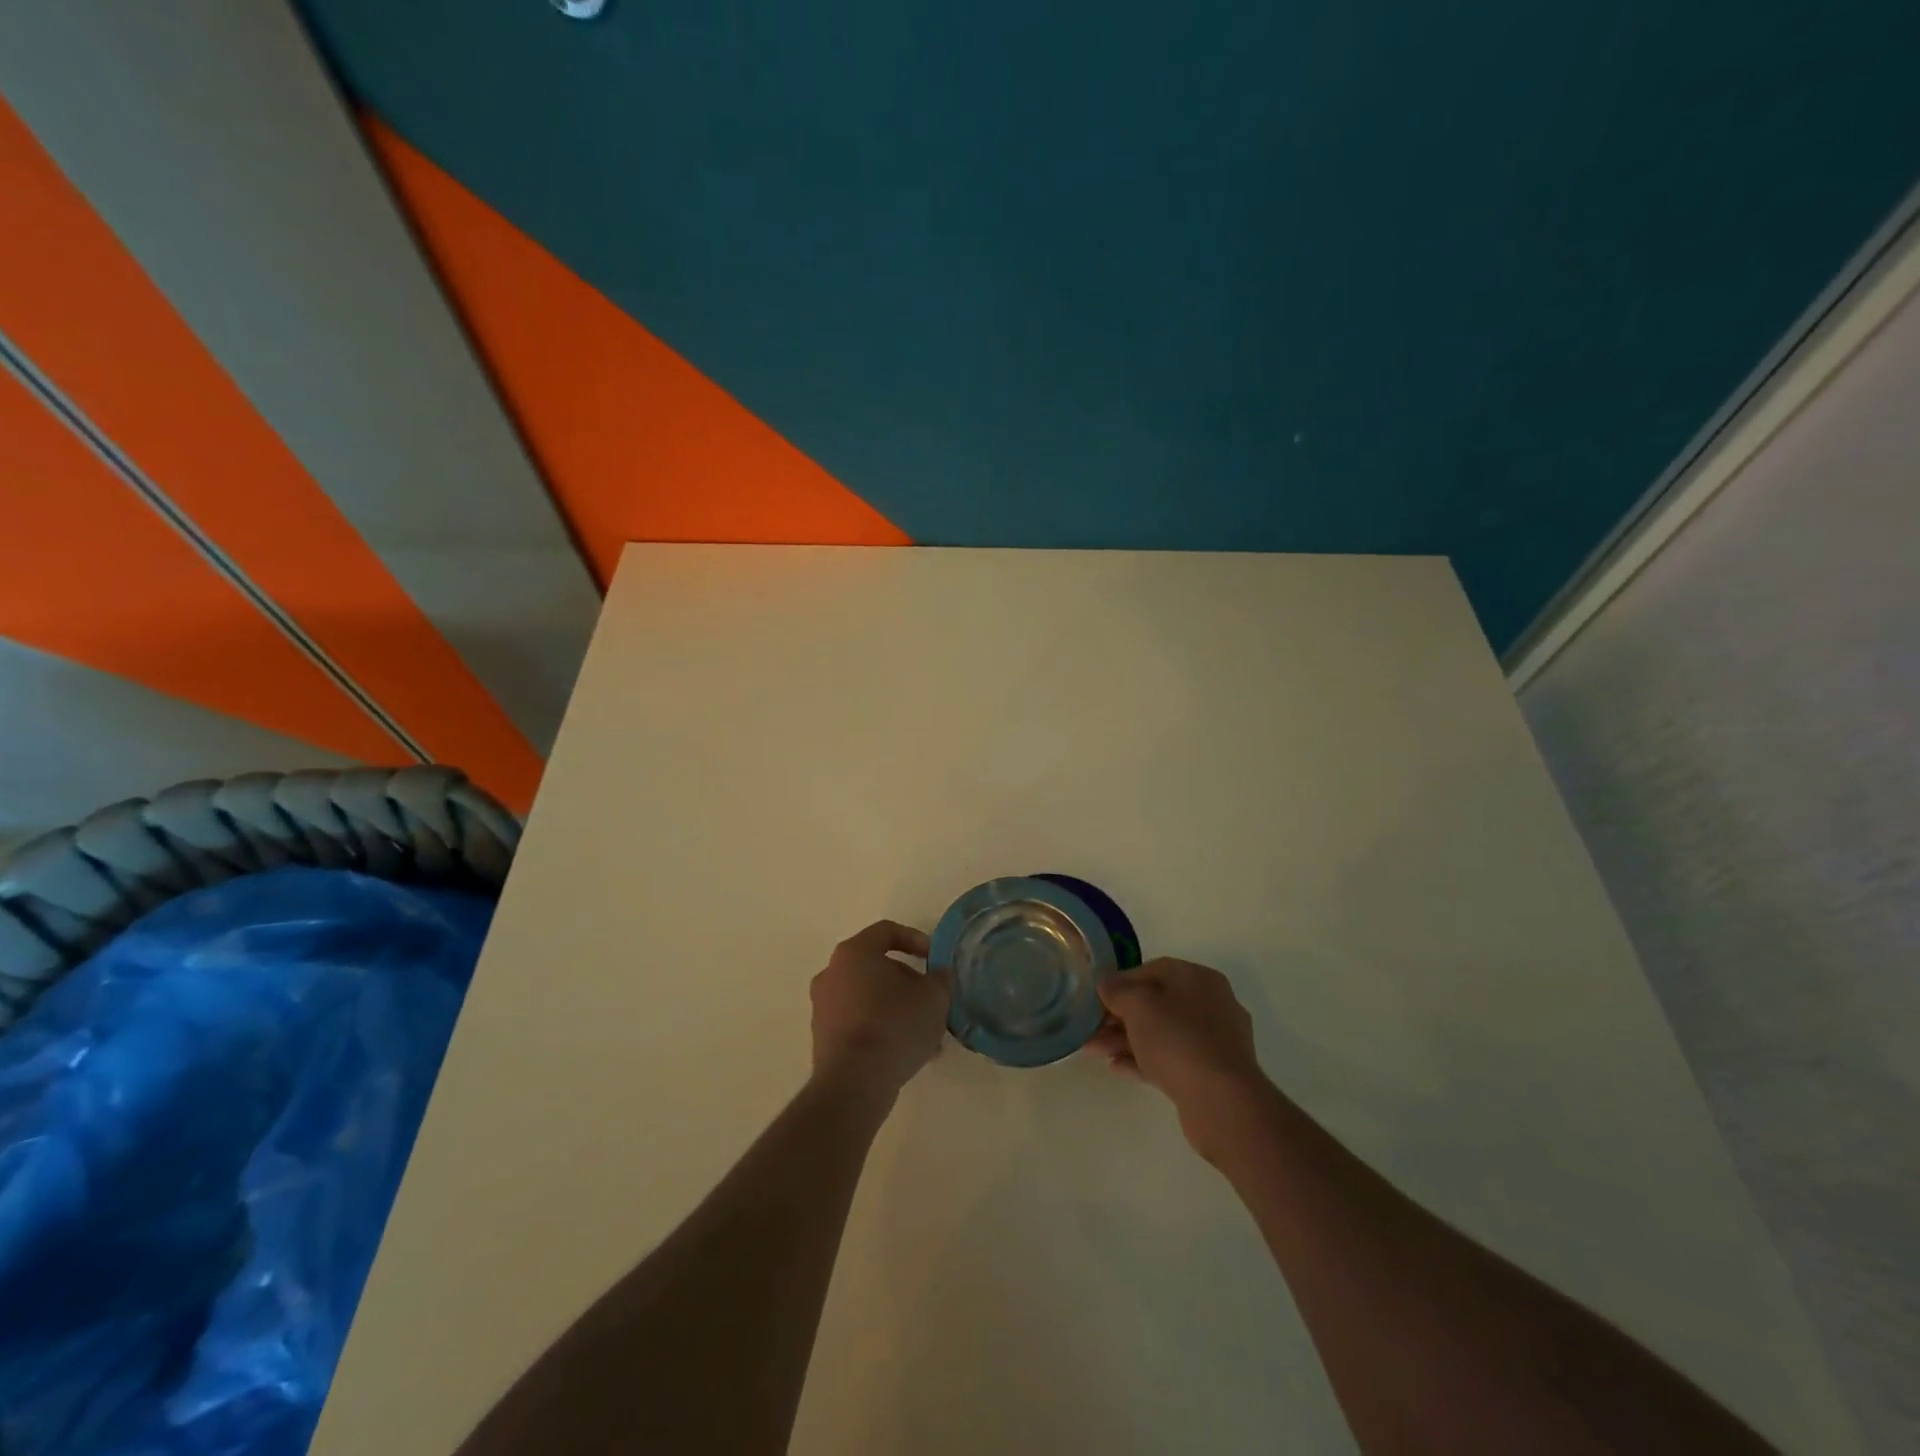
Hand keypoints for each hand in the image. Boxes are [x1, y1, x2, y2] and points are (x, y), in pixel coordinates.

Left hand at [809, 921, 951, 1105]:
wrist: (854, 1083)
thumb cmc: (894, 1026)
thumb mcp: (934, 998)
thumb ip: (941, 979)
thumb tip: (939, 975)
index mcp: (854, 953)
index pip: (886, 931)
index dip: (915, 939)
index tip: (934, 958)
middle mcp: (832, 973)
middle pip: (877, 966)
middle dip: (908, 982)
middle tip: (932, 1000)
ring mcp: (824, 1006)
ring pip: (869, 998)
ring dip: (897, 1009)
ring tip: (927, 1034)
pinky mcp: (823, 1037)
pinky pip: (859, 1022)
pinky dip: (881, 1029)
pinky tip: (907, 1053)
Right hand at [1087, 958, 1271, 1158]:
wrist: (1222, 1102)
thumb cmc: (1178, 1040)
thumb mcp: (1138, 1005)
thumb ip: (1118, 990)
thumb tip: (1107, 985)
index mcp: (1199, 979)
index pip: (1154, 969)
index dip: (1121, 981)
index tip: (1097, 997)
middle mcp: (1211, 1005)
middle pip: (1157, 1003)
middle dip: (1119, 1015)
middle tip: (1090, 1028)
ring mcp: (1214, 1042)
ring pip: (1161, 1034)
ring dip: (1126, 1040)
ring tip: (1094, 1051)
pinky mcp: (1211, 1075)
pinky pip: (1171, 1060)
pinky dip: (1144, 1061)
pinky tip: (1117, 1068)